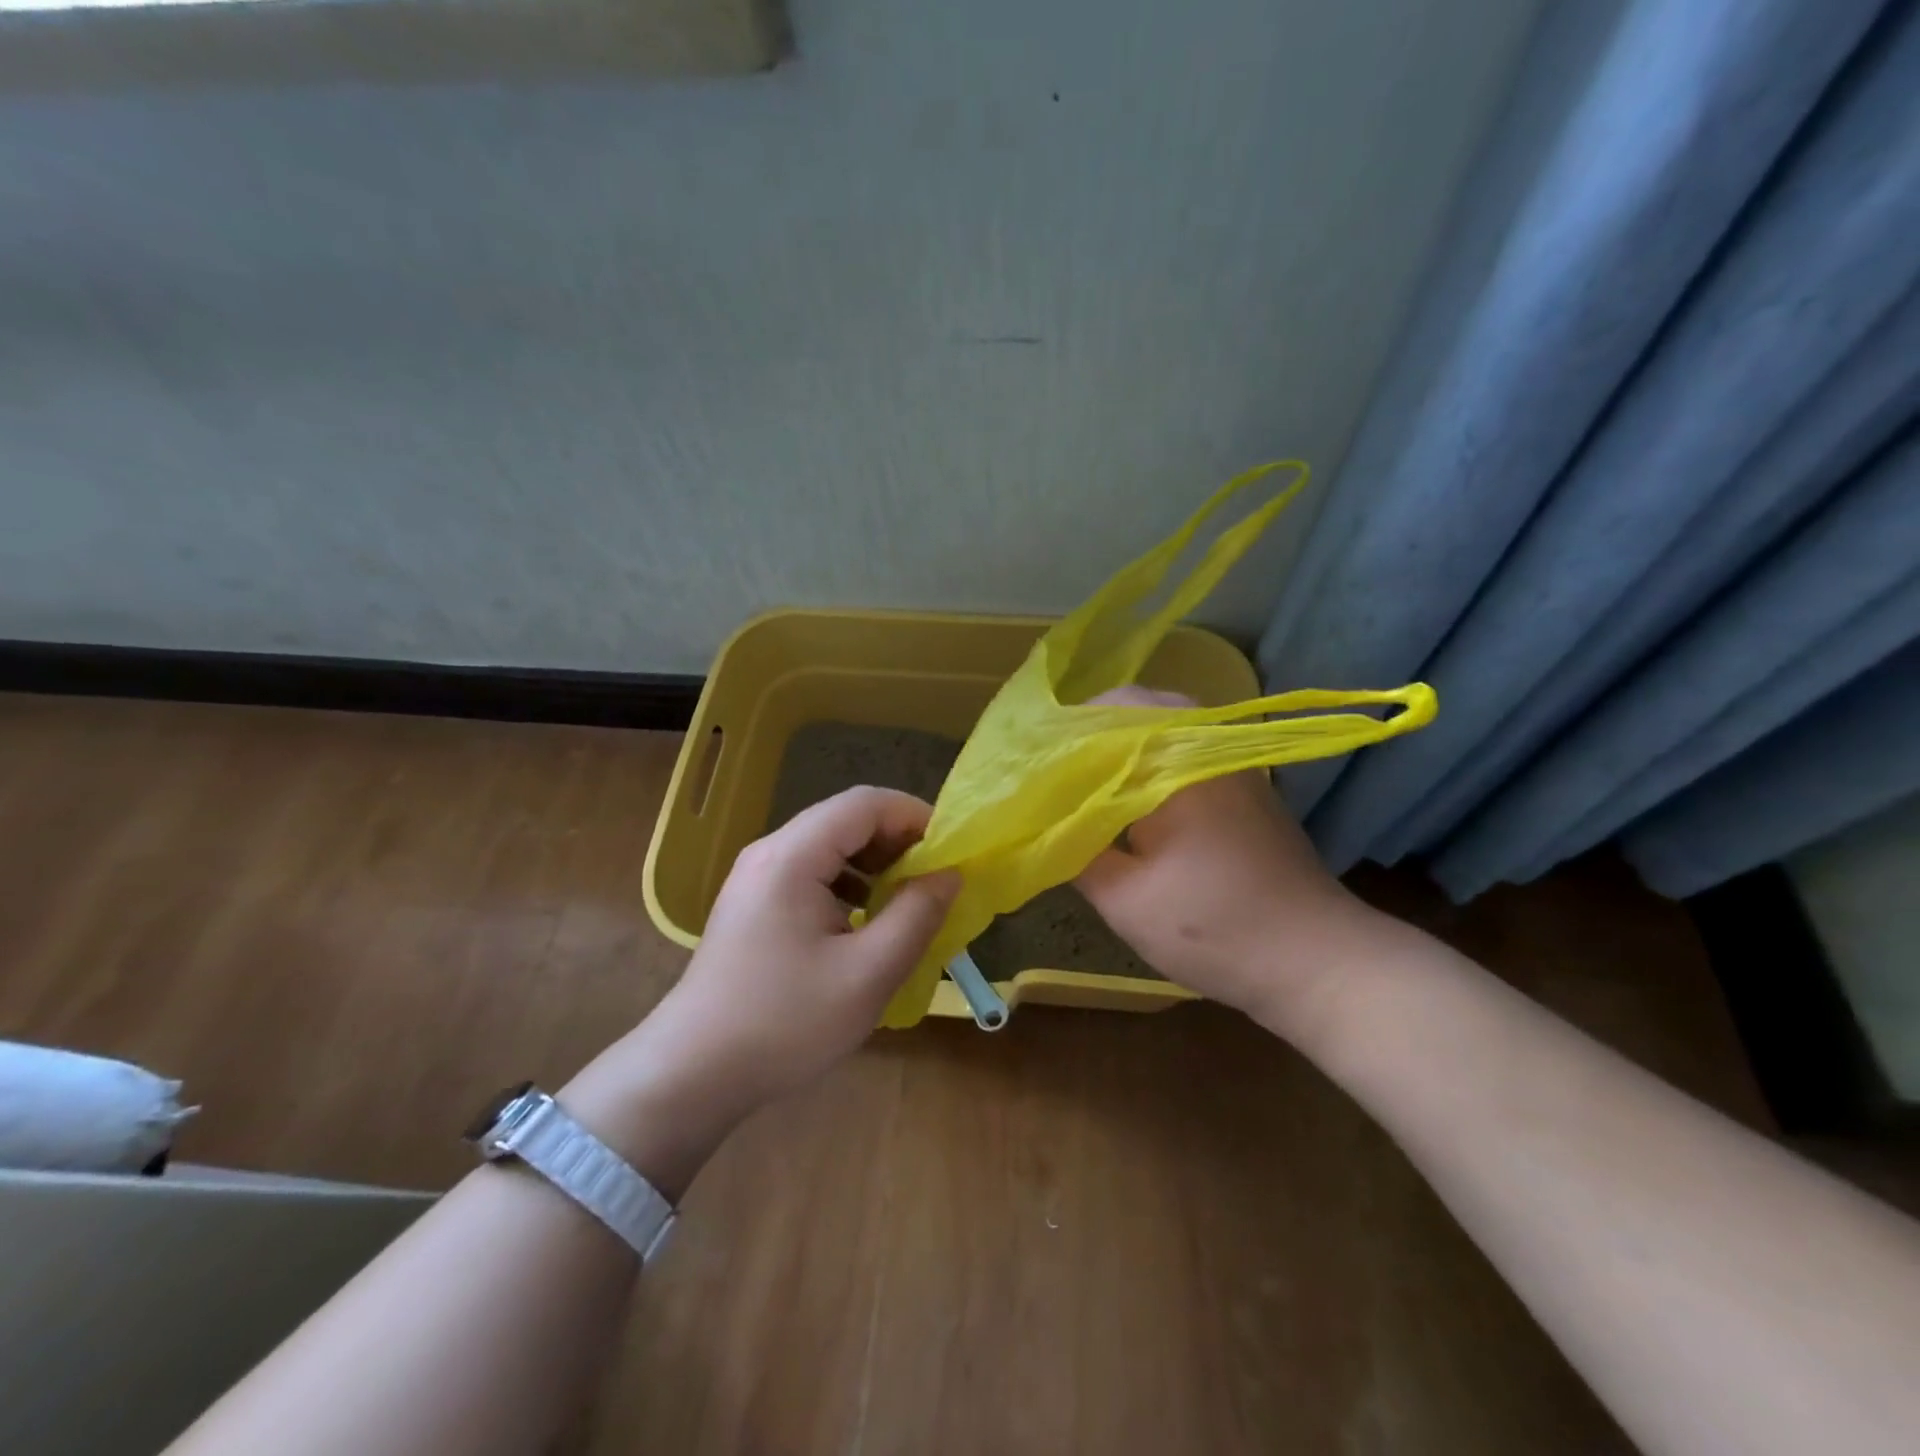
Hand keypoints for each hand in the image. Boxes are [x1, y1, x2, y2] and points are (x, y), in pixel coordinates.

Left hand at [562, 787, 957, 1197]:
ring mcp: (756, 877)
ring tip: (907, 899)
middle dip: (898, 840)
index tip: (952, 851)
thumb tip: (950, 874)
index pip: (865, 803)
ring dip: (875, 862)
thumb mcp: (868, 973)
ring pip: (829, 845)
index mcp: (793, 856)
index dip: (915, 816)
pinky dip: (849, 882)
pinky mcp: (753, 904)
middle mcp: (770, 852)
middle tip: (936, 878)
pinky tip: (865, 920)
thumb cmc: (785, 1023)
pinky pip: (811, 872)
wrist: (693, 1074)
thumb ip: (916, 915)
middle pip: (846, 819)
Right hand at [1075, 688, 1380, 1033]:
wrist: (1317, 961)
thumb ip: (1075, 850)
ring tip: (1079, 776)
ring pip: (1166, 727)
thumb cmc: (1214, 928)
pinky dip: (1150, 759)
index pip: (1109, 710)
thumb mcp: (1125, 899)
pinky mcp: (1244, 788)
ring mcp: (1233, 764)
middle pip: (1139, 708)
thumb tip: (1042, 821)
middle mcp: (1207, 747)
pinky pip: (1186, 751)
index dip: (1064, 727)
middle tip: (1049, 764)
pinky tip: (1128, 794)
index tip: (1028, 756)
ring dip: (1121, 742)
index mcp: (1176, 762)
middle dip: (1089, 730)